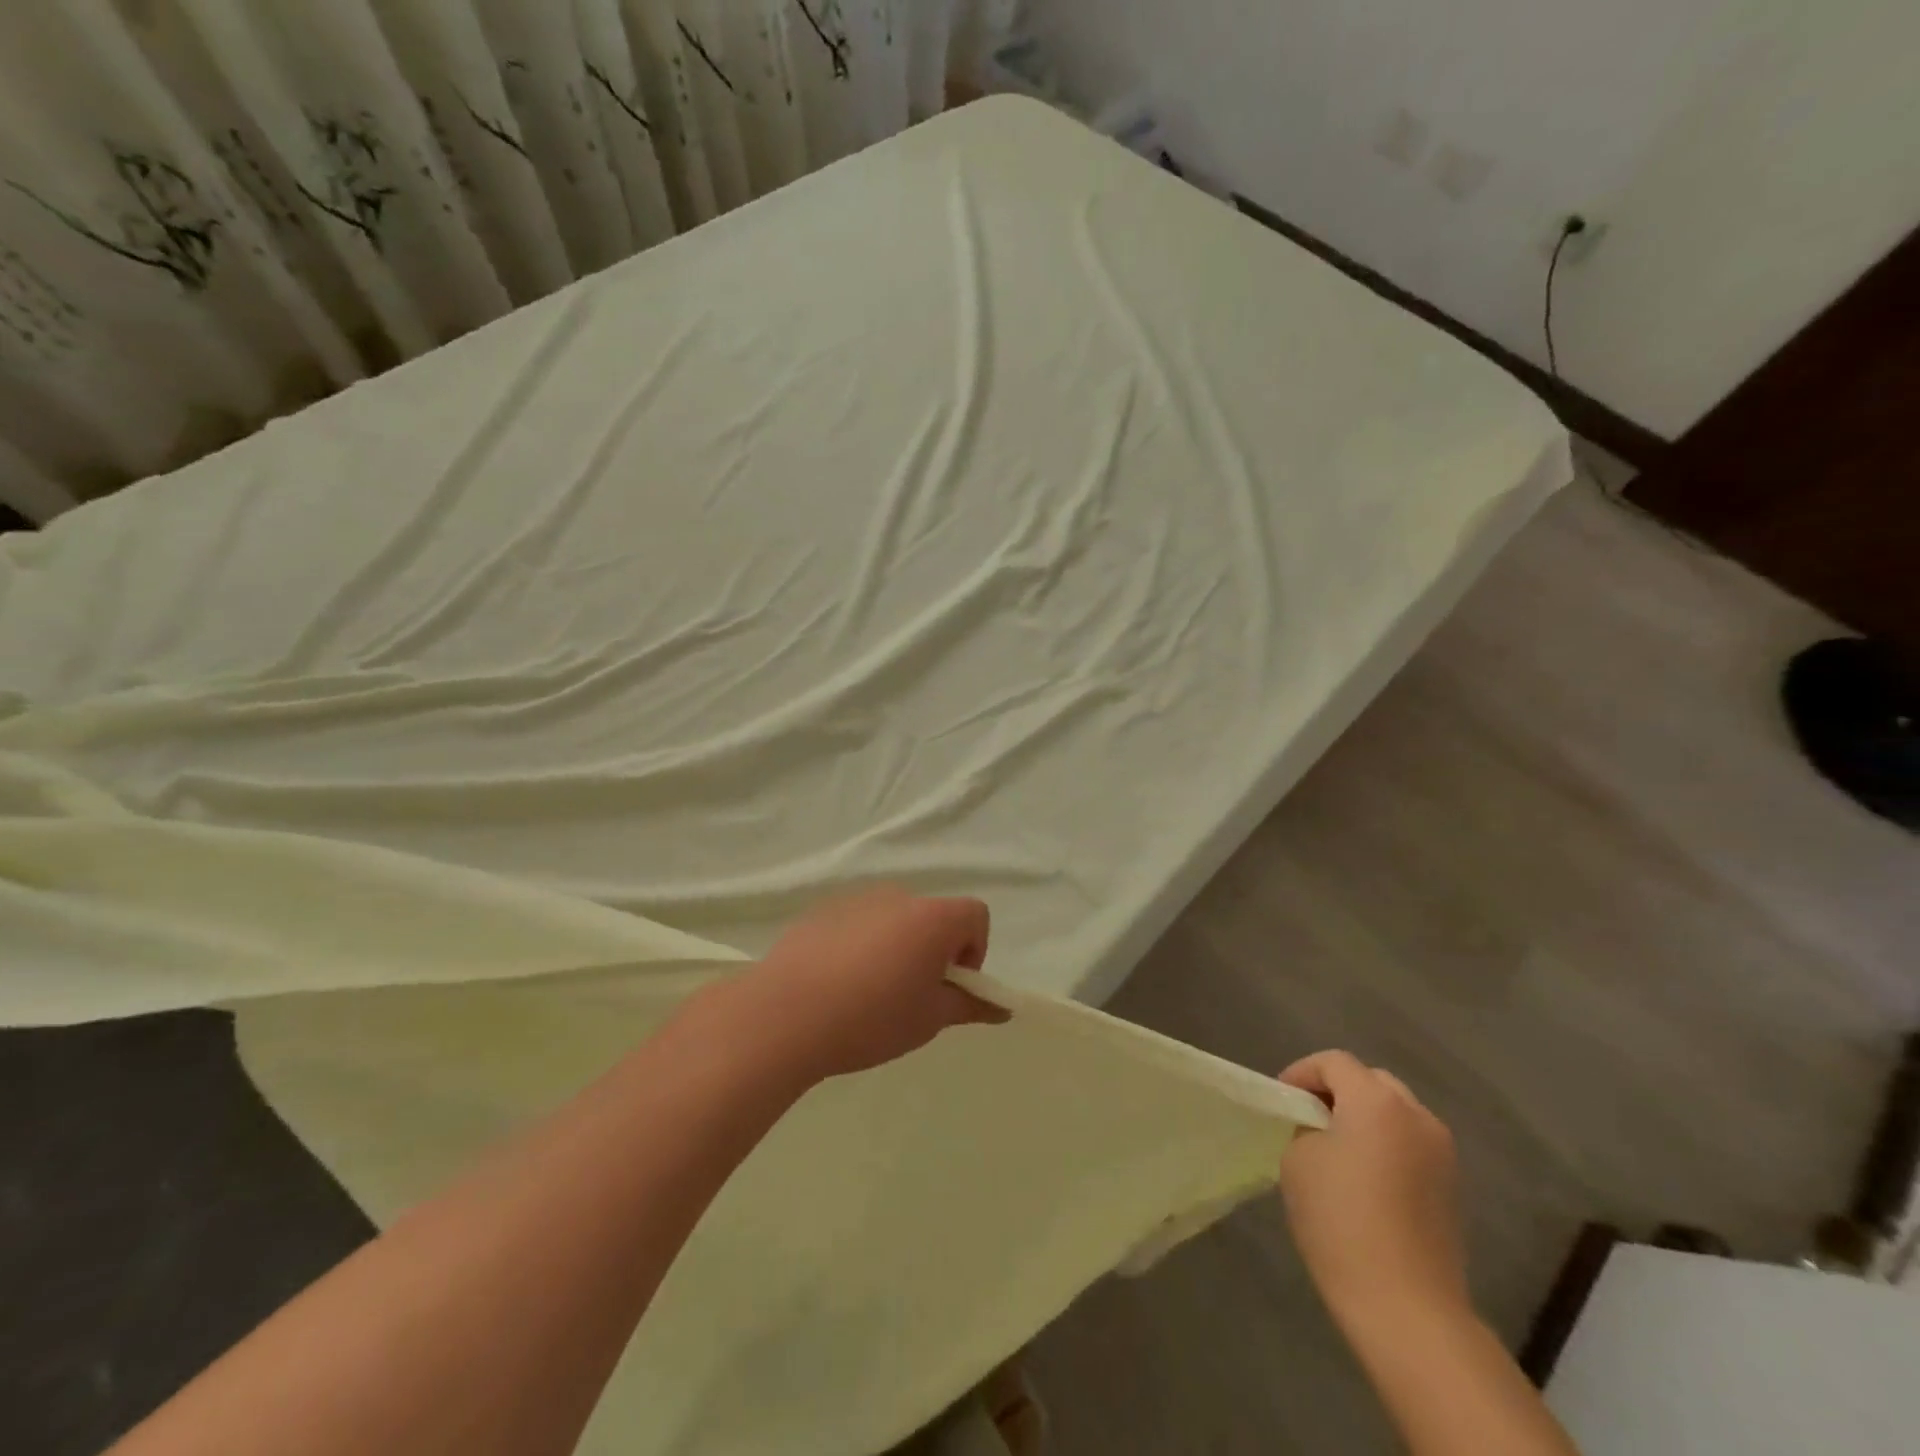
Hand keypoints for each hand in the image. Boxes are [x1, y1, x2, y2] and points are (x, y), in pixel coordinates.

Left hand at [736, 886, 1006, 1081]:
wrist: (785, 1014)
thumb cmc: (870, 1018)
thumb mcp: (929, 1019)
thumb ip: (970, 1005)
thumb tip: (1003, 1007)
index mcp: (932, 917)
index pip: (976, 915)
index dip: (973, 951)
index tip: (947, 985)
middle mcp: (899, 896)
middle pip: (933, 915)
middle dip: (932, 949)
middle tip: (910, 994)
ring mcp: (857, 898)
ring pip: (894, 918)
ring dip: (896, 945)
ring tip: (868, 992)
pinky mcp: (823, 909)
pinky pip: (859, 921)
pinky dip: (861, 943)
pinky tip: (836, 982)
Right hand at [1277, 1051, 1466, 1331]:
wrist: (1406, 1307)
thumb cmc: (1340, 1221)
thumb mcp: (1299, 1159)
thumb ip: (1307, 1126)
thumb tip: (1321, 1128)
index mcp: (1376, 1101)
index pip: (1334, 1062)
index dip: (1302, 1072)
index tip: (1283, 1101)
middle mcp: (1416, 1115)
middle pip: (1370, 1080)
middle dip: (1337, 1090)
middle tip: (1308, 1117)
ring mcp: (1441, 1152)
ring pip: (1395, 1111)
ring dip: (1364, 1117)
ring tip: (1336, 1147)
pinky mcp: (1451, 1186)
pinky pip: (1411, 1143)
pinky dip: (1385, 1144)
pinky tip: (1365, 1178)